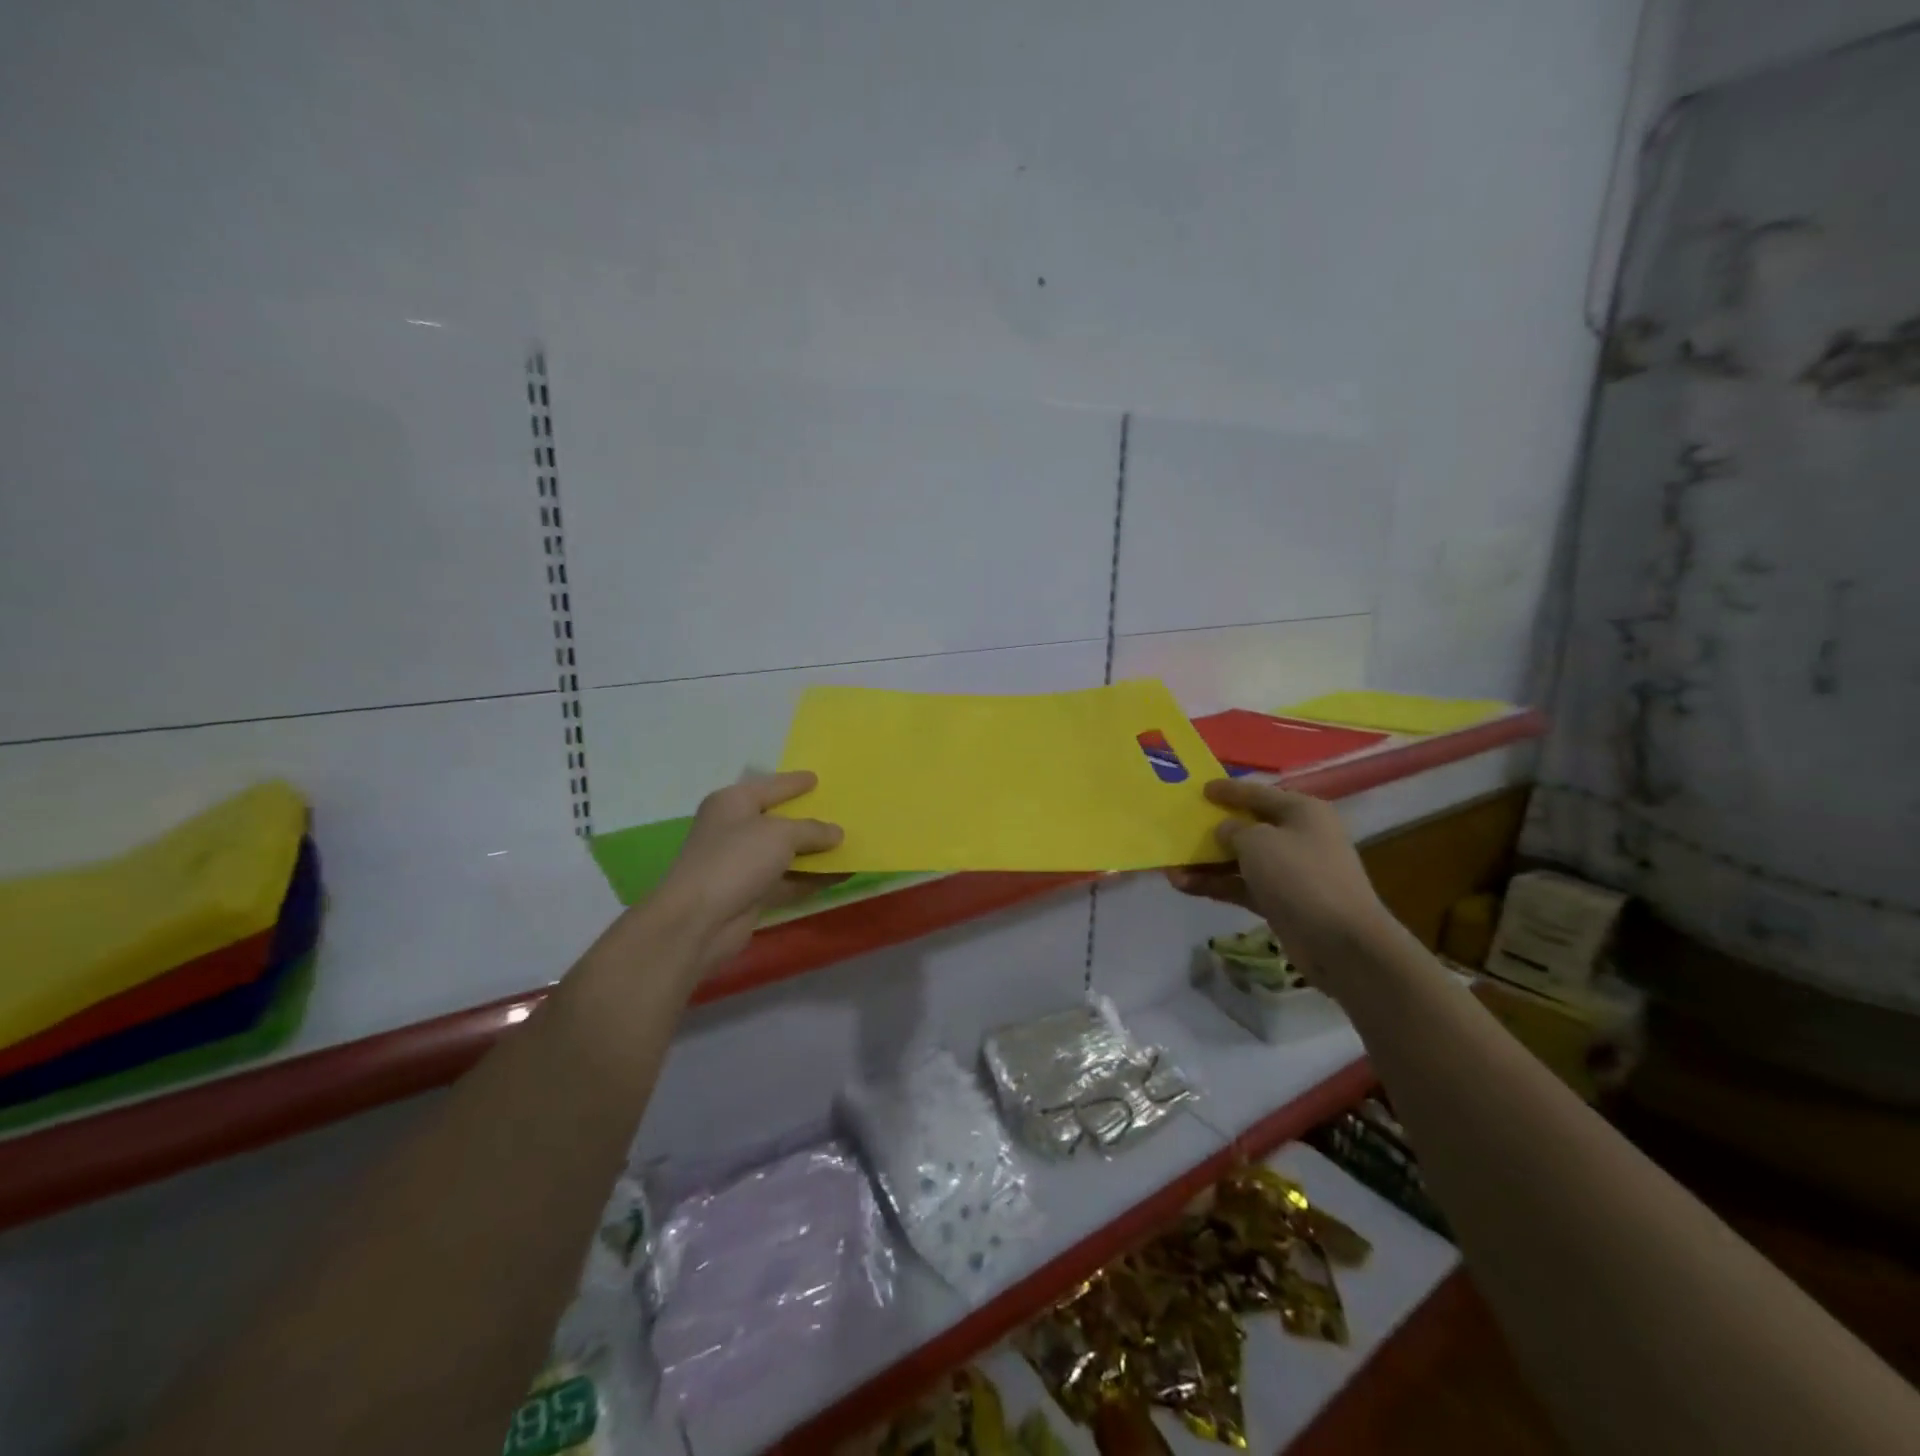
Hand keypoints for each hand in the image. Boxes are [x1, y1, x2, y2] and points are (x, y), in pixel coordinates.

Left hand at [649, 771, 843, 966]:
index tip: (817, 778)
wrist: (698, 920)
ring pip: (785, 853)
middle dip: (808, 819)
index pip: (770, 786)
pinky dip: (811, 878)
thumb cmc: (736, 860)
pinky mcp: (750, 894)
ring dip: (814, 853)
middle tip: (840, 812)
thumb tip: (836, 833)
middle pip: (778, 820)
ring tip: (848, 845)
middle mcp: (734, 829)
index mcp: (732, 803)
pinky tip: (840, 876)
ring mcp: (741, 864)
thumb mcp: (780, 835)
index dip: (794, 782)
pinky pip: (787, 880)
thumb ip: (812, 830)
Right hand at [1167, 779, 1396, 986]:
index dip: (1227, 790)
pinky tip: (1184, 887)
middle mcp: (1298, 837)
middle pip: (1247, 827)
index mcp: (1301, 811)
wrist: (1341, 942)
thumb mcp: (1258, 842)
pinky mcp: (1281, 902)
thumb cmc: (1300, 876)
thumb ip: (1233, 830)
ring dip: (1206, 864)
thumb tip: (1225, 832)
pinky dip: (1216, 885)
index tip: (1200, 788)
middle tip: (1179, 830)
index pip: (1257, 792)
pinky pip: (1242, 886)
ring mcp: (1291, 872)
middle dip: (1211, 831)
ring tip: (1170, 869)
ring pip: (1240, 860)